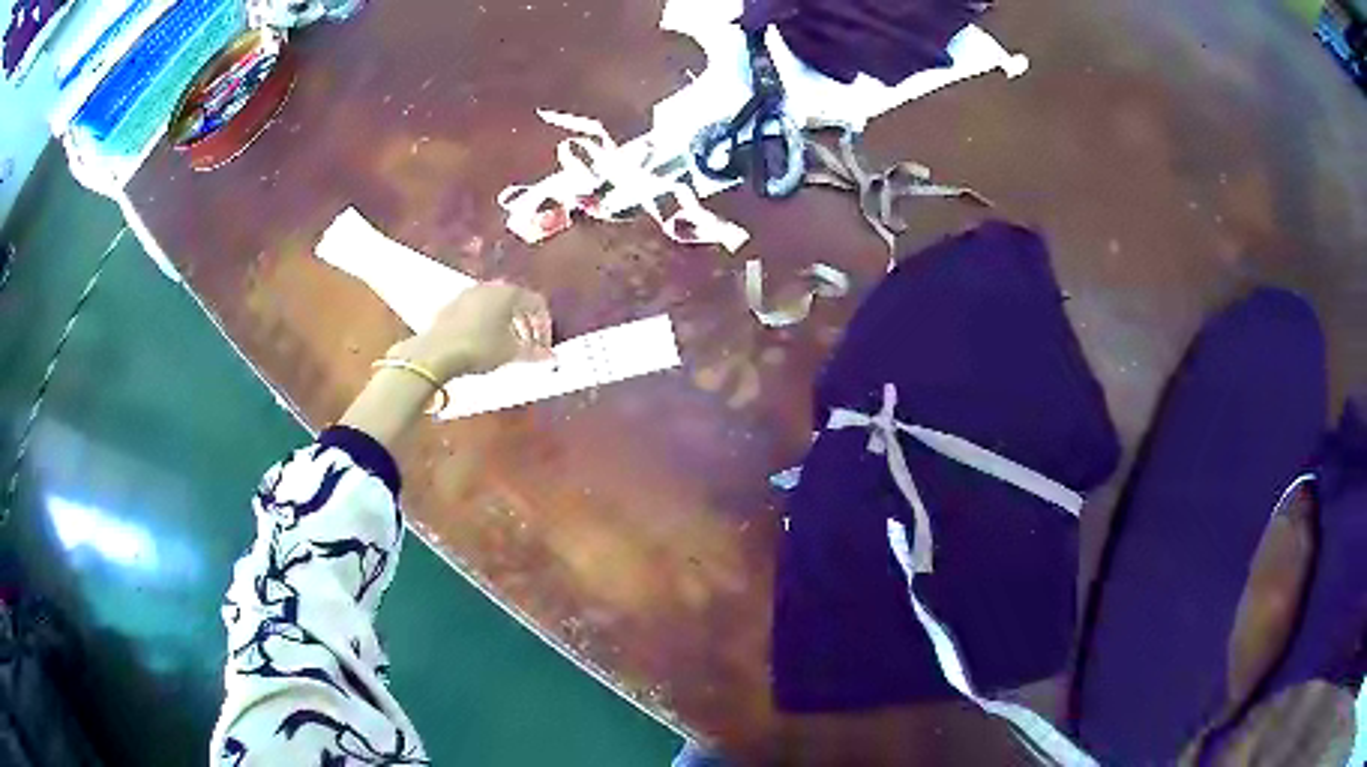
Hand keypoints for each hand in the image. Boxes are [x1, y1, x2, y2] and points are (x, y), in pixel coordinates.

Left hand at [387, 281, 553, 380]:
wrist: (435, 353)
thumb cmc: (479, 348)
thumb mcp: (510, 352)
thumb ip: (534, 352)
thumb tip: (551, 357)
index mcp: (508, 293)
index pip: (537, 303)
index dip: (545, 326)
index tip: (544, 348)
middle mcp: (489, 287)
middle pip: (516, 302)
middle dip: (526, 325)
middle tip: (529, 347)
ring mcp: (468, 294)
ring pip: (496, 306)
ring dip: (507, 325)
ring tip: (508, 347)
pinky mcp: (451, 306)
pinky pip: (478, 311)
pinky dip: (488, 324)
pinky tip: (484, 344)